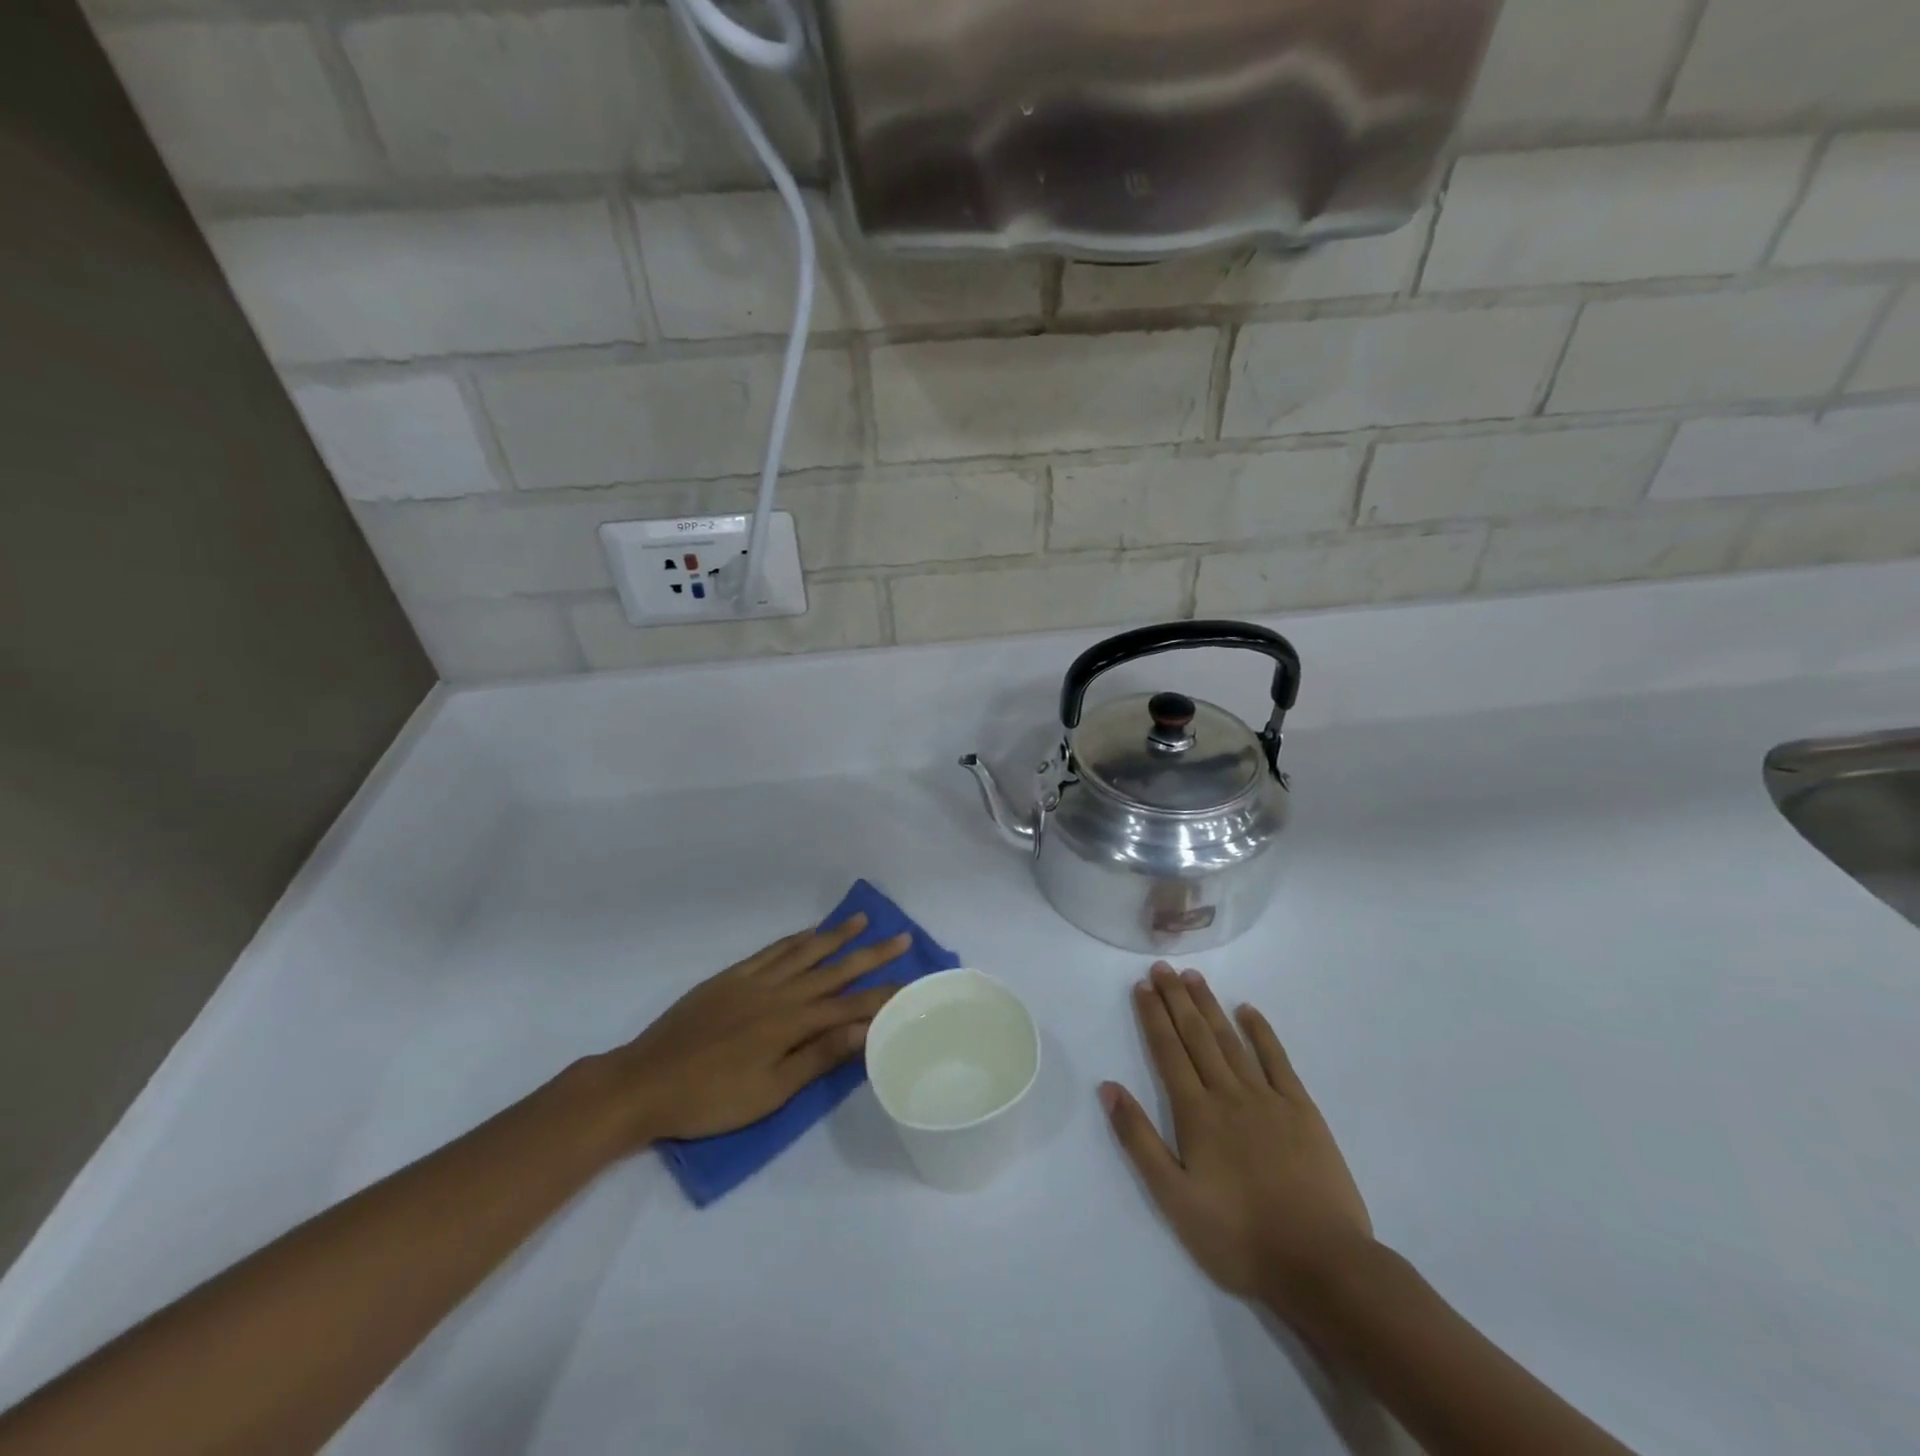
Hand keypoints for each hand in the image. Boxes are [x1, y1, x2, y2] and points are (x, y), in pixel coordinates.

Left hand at [594, 915, 911, 1145]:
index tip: (912, 982)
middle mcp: (779, 993)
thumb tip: (864, 1030)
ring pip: (804, 951)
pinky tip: (809, 933)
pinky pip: (771, 951)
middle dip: (871, 954)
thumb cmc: (711, 1099)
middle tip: (901, 936)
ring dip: (836, 935)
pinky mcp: (730, 977)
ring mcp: (753, 981)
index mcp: (791, 1023)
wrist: (644, 1082)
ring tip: (861, 920)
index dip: (882, 995)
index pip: (850, 1006)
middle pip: (834, 969)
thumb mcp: (770, 1092)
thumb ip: (818, 1057)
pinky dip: (795, 939)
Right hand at [1101, 963, 1373, 1324]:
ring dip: (1210, 1006)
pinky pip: (1277, 1060)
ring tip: (1193, 978)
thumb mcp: (1174, 1199)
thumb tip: (1108, 1087)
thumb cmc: (1239, 1238)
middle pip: (1197, 1036)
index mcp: (1196, 1114)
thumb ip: (1139, 1140)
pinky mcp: (1302, 1110)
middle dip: (1176, 999)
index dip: (1153, 1017)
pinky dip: (1261, 1032)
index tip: (1142, 986)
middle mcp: (1228, 1094)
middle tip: (1162, 967)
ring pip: (1231, 1040)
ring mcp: (1268, 1098)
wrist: (1321, 1265)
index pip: (1168, 1052)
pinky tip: (1248, 1010)